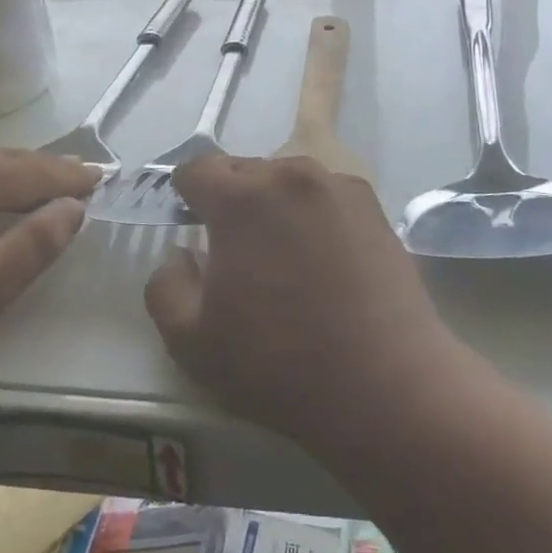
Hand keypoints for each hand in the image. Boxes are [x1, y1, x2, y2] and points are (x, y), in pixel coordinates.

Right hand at [144, 155, 460, 451]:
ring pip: (288, 179)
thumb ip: (165, 286)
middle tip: (235, 249)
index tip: (190, 222)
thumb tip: (181, 254)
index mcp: (241, 198)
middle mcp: (290, 175)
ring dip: (274, 203)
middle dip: (231, 199)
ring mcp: (339, 187)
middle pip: (245, 169)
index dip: (187, 193)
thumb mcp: (192, 343)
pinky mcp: (375, 207)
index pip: (198, 168)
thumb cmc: (279, 364)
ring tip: (283, 254)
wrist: (386, 384)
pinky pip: (326, 195)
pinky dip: (314, 213)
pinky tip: (325, 259)